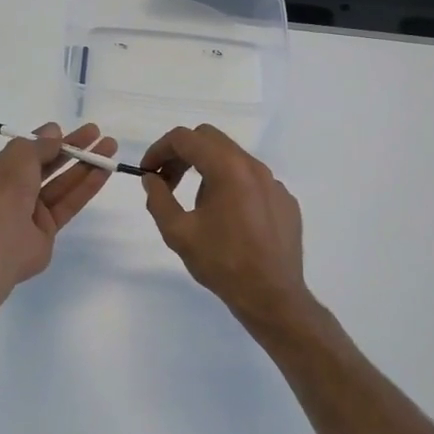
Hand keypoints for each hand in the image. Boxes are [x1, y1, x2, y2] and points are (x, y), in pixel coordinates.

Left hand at [0, 122, 117, 283]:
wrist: (1, 240)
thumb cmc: (4, 189)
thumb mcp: (20, 155)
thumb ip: (40, 144)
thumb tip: (54, 132)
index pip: (25, 152)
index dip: (46, 140)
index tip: (66, 130)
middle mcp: (12, 190)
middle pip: (47, 165)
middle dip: (71, 149)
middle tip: (96, 133)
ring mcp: (30, 211)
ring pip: (61, 184)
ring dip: (85, 165)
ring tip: (110, 147)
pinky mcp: (47, 230)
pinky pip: (69, 203)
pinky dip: (86, 187)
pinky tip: (105, 171)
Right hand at [140, 125, 313, 327]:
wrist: (272, 295)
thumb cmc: (222, 263)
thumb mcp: (178, 232)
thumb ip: (158, 199)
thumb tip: (151, 179)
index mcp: (227, 168)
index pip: (185, 138)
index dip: (159, 149)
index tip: (148, 172)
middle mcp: (254, 166)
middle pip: (210, 140)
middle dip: (182, 155)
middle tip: (167, 182)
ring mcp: (273, 182)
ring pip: (233, 159)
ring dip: (207, 170)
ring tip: (197, 205)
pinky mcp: (285, 200)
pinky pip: (253, 181)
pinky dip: (232, 186)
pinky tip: (228, 219)